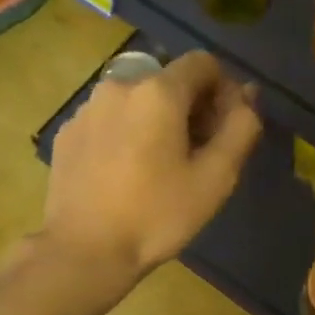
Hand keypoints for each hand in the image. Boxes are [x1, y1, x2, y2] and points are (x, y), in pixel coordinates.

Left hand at [44, 51, 261, 278]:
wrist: (84, 251)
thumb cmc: (157, 214)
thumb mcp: (215, 177)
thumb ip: (240, 127)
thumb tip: (247, 95)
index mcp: (158, 91)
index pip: (203, 63)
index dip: (223, 90)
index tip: (224, 129)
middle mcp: (119, 85)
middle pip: (169, 81)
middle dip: (191, 107)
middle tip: (198, 153)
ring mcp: (87, 108)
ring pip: (137, 100)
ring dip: (157, 120)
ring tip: (160, 166)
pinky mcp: (67, 133)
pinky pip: (109, 120)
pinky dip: (126, 133)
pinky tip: (126, 173)